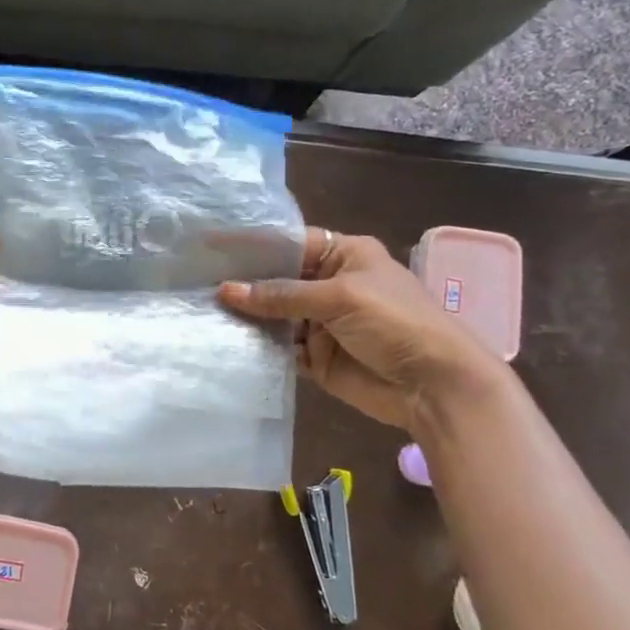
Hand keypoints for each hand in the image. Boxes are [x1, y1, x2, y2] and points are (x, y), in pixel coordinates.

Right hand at [217, 228, 502, 431]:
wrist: (435, 386)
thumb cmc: (396, 323)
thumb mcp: (340, 297)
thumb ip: (281, 295)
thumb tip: (225, 291)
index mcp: (344, 256)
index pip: (290, 243)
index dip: (253, 245)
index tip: (210, 246)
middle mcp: (329, 285)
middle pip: (276, 280)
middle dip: (242, 283)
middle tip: (195, 282)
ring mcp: (320, 323)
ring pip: (273, 316)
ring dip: (245, 317)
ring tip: (201, 312)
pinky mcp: (314, 357)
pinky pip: (278, 348)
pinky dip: (257, 347)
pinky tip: (225, 342)